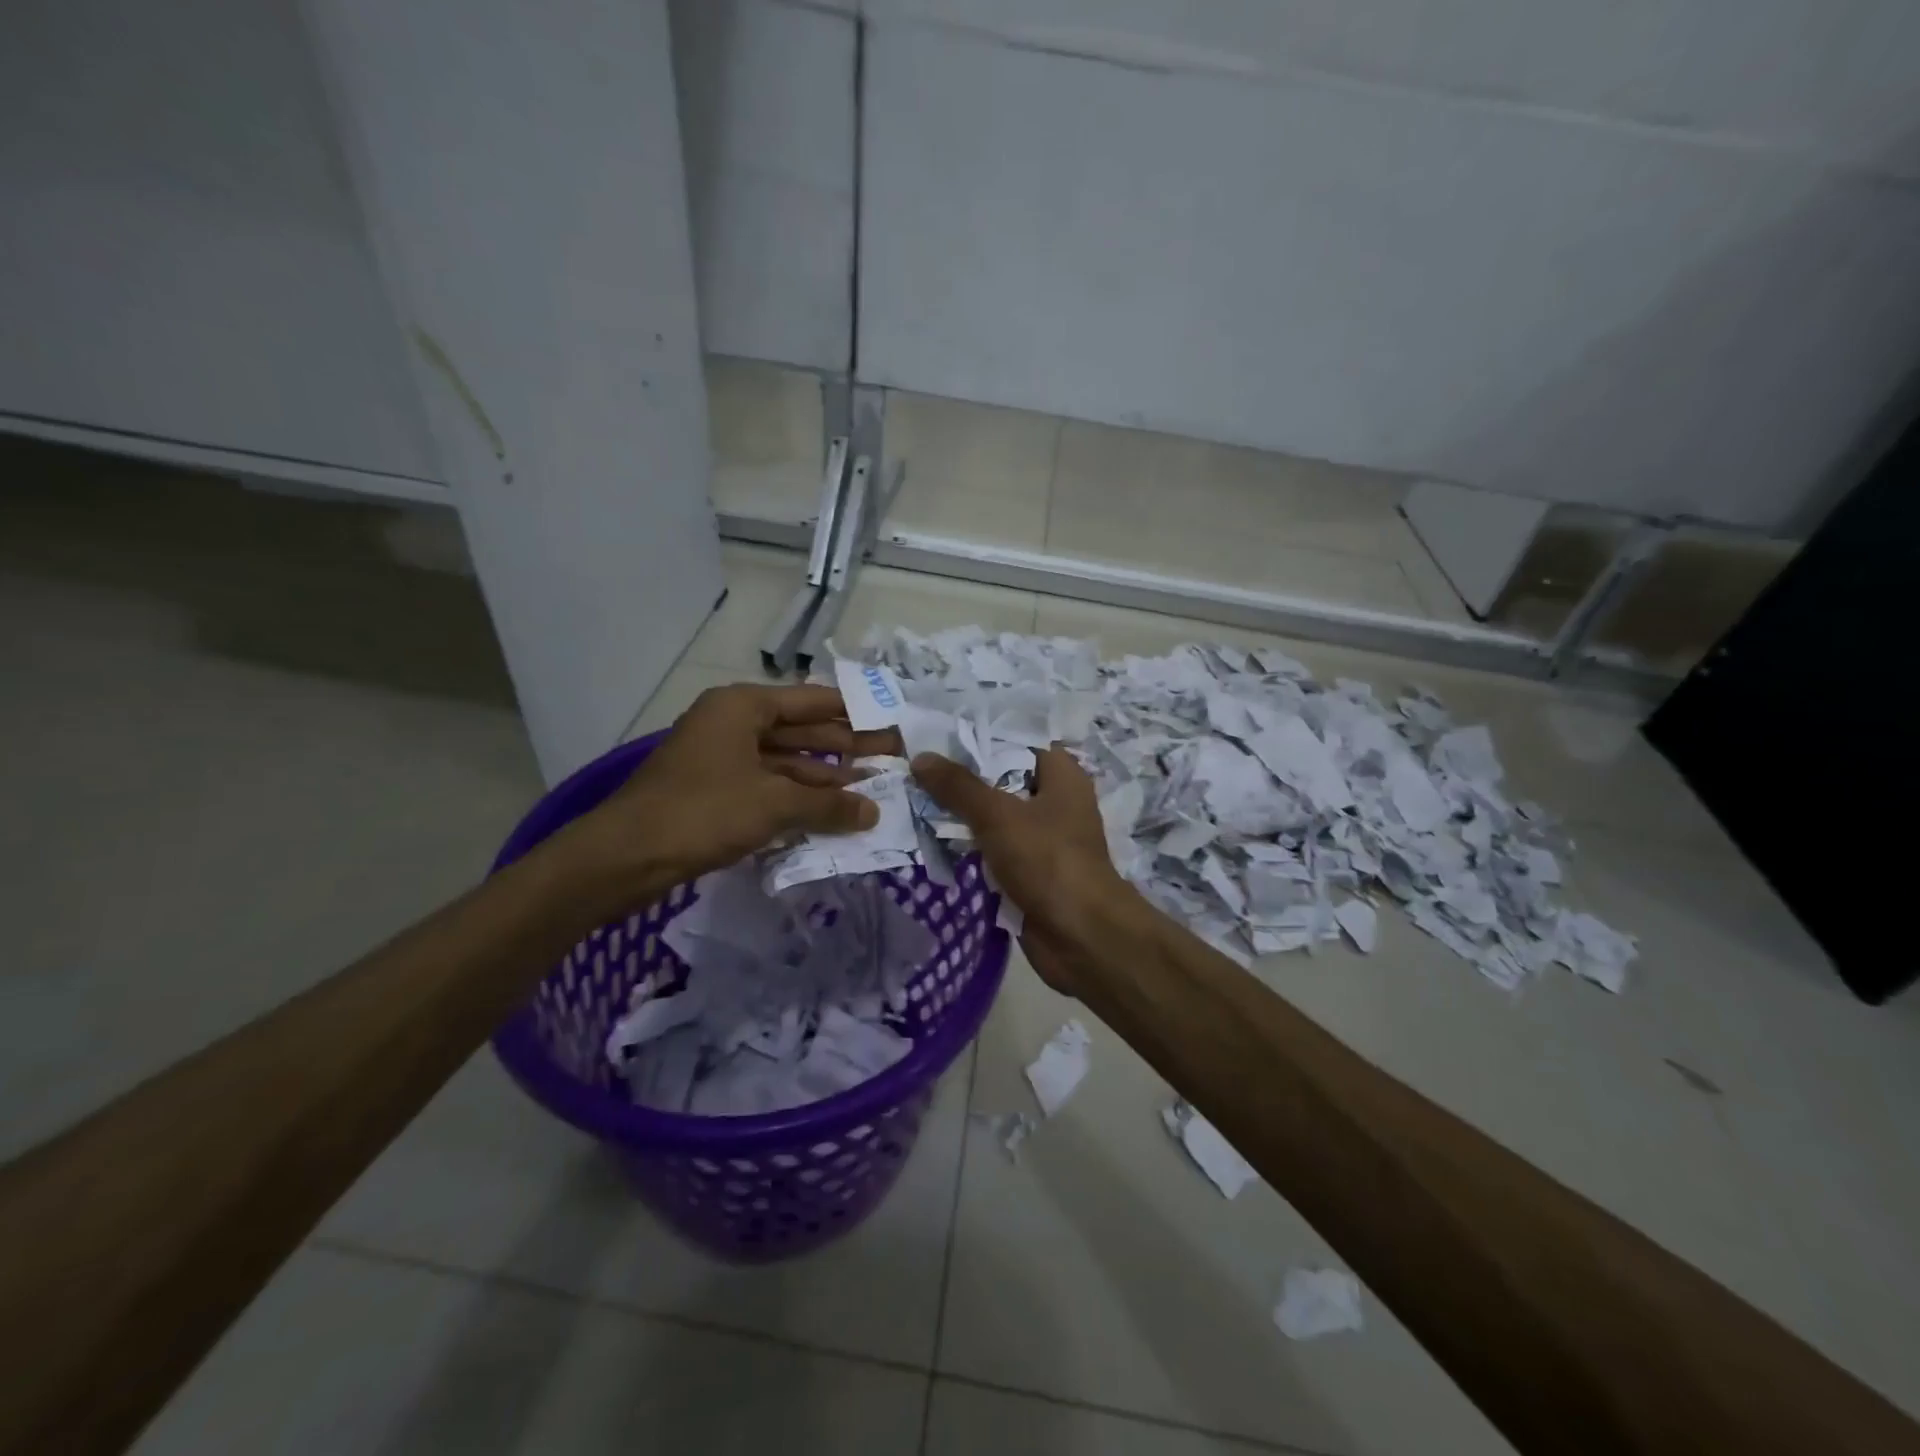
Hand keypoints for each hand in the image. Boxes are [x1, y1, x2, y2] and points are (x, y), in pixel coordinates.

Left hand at [577, 684, 881, 902]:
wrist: (624, 857)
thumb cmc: (703, 812)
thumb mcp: (773, 804)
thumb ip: (828, 806)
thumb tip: (873, 812)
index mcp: (742, 707)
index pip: (810, 701)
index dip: (852, 712)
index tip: (889, 723)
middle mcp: (732, 724)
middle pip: (800, 731)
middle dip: (844, 748)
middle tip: (889, 761)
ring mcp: (721, 758)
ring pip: (785, 762)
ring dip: (823, 779)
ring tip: (868, 792)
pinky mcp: (714, 791)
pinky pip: (767, 786)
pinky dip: (797, 798)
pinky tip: (829, 813)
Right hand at [911, 746, 1141, 994]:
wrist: (1080, 937)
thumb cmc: (1048, 861)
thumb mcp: (998, 815)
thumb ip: (959, 786)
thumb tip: (921, 758)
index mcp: (1062, 775)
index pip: (1017, 740)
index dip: (980, 734)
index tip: (937, 733)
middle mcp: (1055, 801)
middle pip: (1002, 778)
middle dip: (961, 776)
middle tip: (914, 766)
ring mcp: (1042, 839)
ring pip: (994, 816)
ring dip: (960, 814)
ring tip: (912, 798)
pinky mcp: (1030, 871)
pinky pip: (993, 849)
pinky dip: (968, 846)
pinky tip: (929, 838)